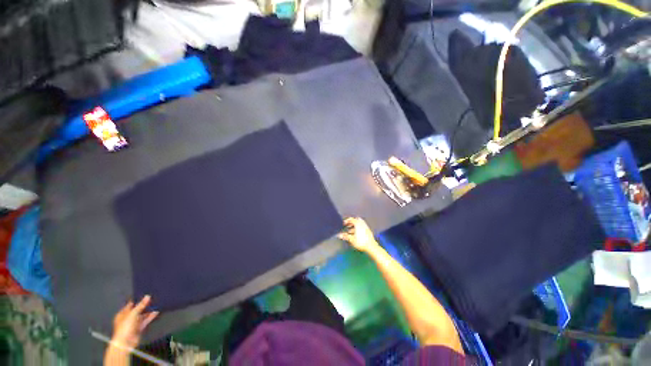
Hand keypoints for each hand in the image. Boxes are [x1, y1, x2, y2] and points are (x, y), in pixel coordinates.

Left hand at [110, 295, 158, 349]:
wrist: (126, 342)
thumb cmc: (125, 326)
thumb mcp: (132, 314)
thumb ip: (140, 305)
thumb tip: (147, 296)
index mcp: (123, 313)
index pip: (131, 304)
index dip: (138, 299)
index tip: (146, 294)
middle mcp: (128, 317)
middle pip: (138, 309)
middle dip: (145, 305)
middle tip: (153, 298)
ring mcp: (134, 323)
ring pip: (142, 315)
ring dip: (149, 311)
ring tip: (157, 304)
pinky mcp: (139, 327)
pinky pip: (146, 320)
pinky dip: (151, 316)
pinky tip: (156, 312)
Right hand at [338, 217, 379, 252]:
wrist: (371, 247)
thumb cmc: (361, 242)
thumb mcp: (351, 239)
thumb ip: (345, 236)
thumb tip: (339, 235)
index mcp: (358, 224)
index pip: (351, 219)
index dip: (346, 221)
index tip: (343, 224)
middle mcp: (362, 224)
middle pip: (356, 220)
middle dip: (351, 222)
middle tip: (347, 226)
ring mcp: (366, 227)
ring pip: (359, 224)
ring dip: (354, 226)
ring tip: (350, 232)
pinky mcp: (368, 231)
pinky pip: (362, 227)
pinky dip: (358, 229)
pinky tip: (355, 235)